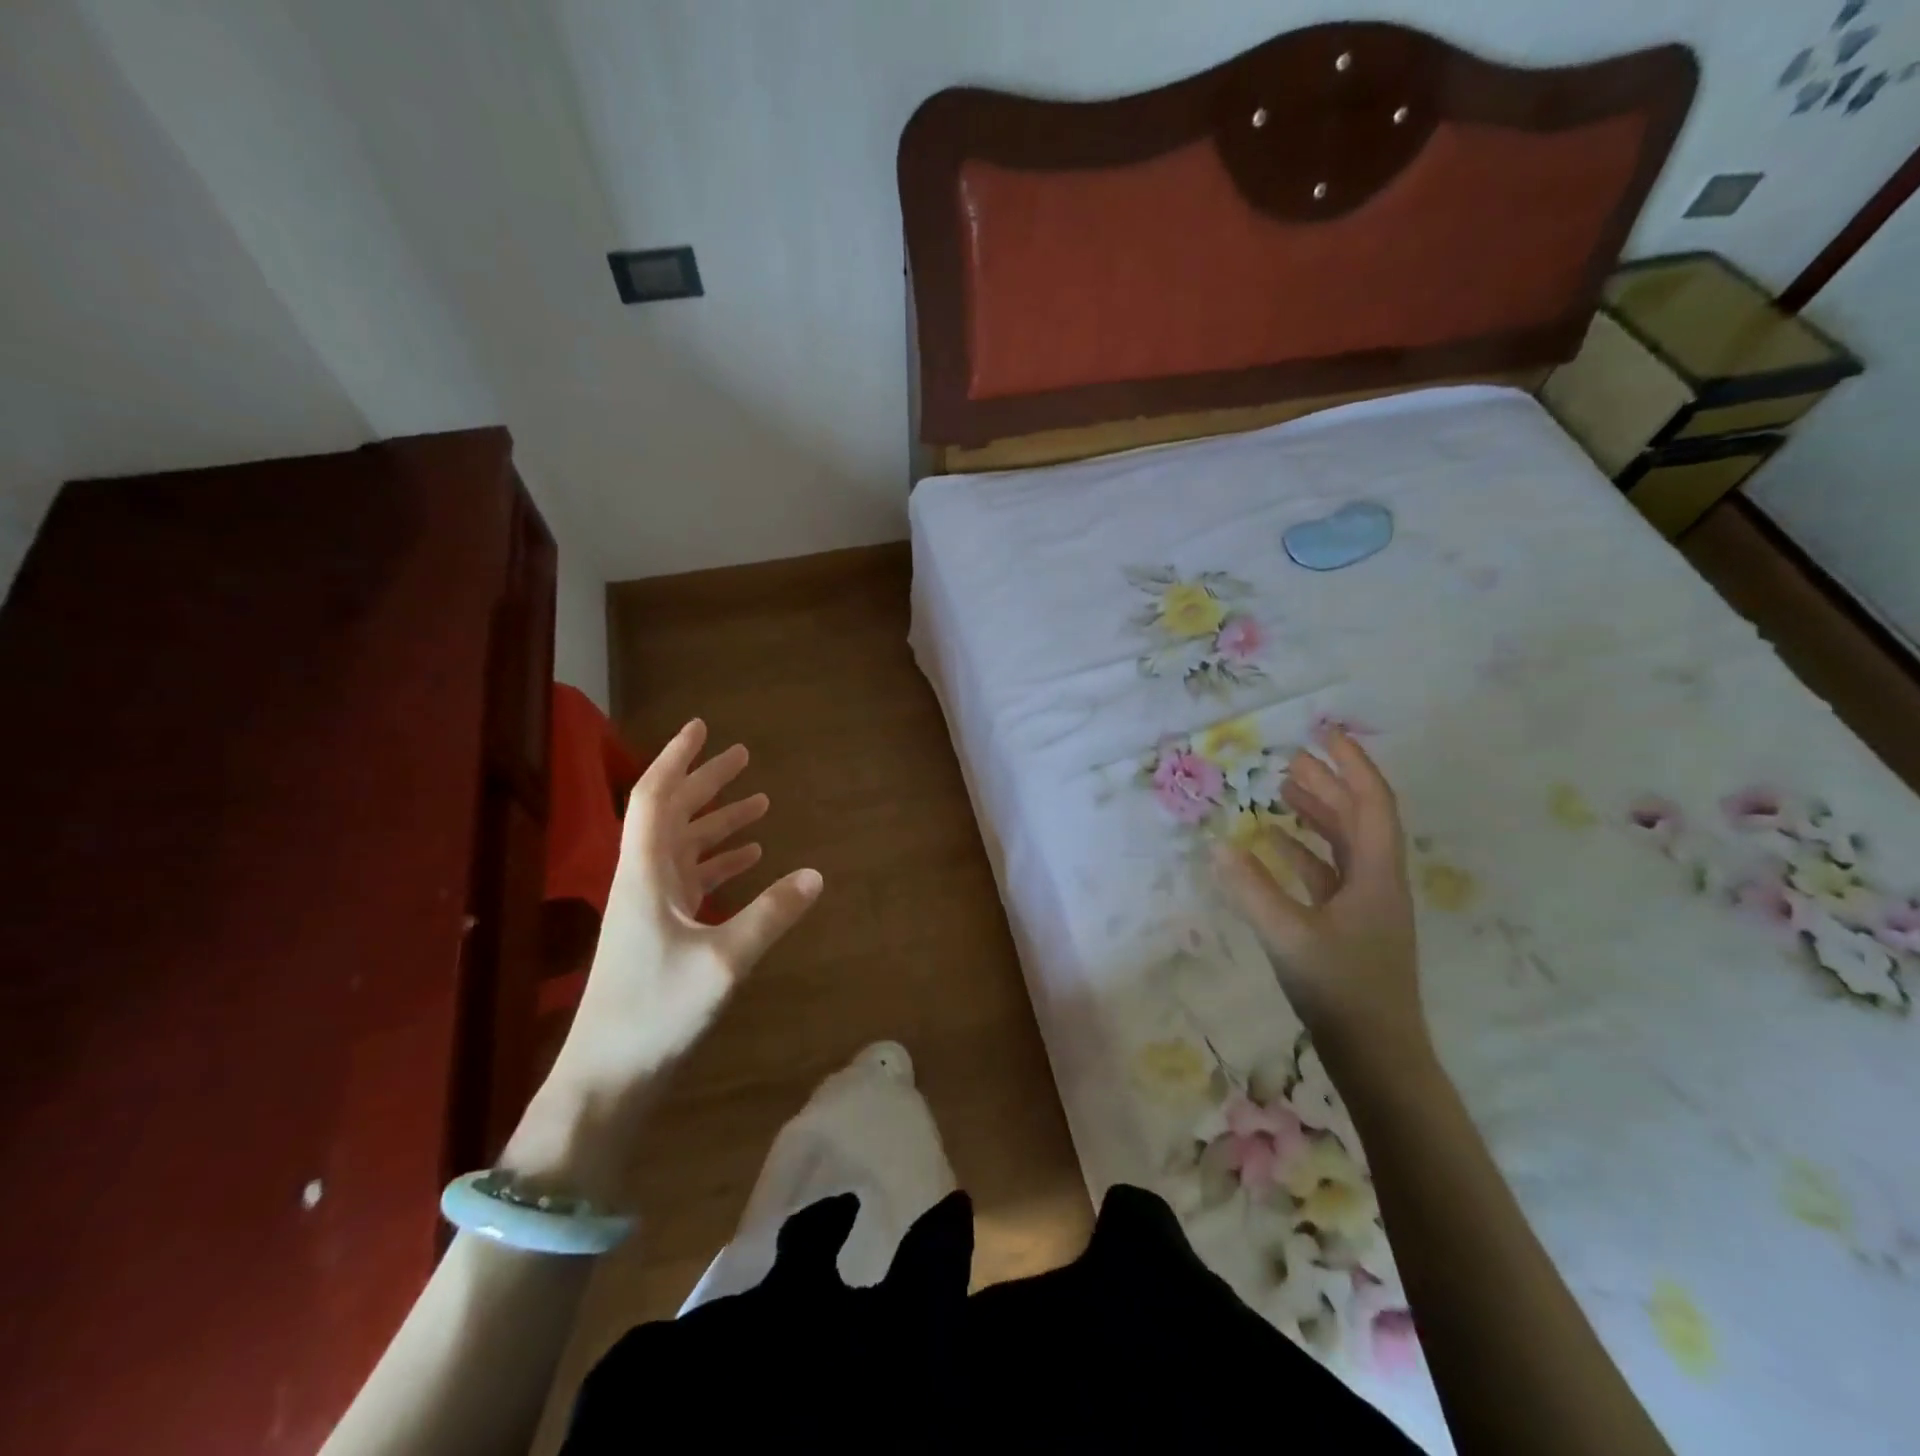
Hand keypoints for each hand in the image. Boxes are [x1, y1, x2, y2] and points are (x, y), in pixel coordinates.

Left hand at [548, 719, 823, 1102]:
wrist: (606, 1078)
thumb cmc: (655, 1012)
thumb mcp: (724, 962)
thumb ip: (771, 915)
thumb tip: (817, 874)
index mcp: (645, 874)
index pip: (656, 798)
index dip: (677, 759)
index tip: (702, 728)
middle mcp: (643, 880)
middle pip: (672, 815)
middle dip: (706, 783)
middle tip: (742, 756)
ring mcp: (651, 907)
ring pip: (685, 847)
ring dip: (719, 822)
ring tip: (759, 802)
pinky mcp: (660, 933)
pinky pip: (693, 880)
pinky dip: (721, 862)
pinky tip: (751, 859)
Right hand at [1212, 729, 1426, 1067]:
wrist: (1378, 1057)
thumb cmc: (1342, 990)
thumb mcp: (1288, 935)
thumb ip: (1251, 888)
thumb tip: (1219, 845)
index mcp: (1376, 874)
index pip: (1371, 803)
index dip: (1352, 764)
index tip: (1326, 732)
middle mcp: (1376, 882)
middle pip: (1357, 818)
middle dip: (1328, 783)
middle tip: (1291, 756)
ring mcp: (1364, 906)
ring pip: (1342, 845)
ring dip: (1315, 814)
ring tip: (1281, 789)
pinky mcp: (1348, 927)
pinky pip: (1325, 874)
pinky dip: (1301, 853)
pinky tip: (1271, 846)